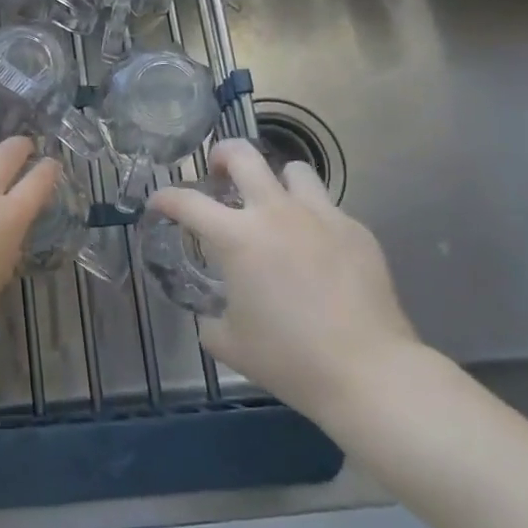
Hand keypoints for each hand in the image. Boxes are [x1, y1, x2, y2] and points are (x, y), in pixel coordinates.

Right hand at [149, 139, 421, 428]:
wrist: (369, 373)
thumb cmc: (289, 358)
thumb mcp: (230, 344)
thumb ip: (211, 320)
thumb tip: (212, 315)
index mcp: (237, 237)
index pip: (187, 201)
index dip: (165, 197)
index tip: (158, 203)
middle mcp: (275, 213)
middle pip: (242, 155)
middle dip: (221, 156)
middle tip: (217, 174)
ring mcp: (321, 216)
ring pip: (293, 171)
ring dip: (276, 182)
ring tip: (274, 206)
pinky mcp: (356, 231)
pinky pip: (327, 209)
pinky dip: (313, 220)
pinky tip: (316, 251)